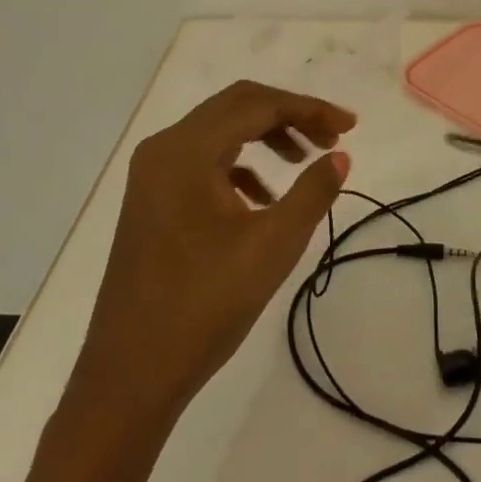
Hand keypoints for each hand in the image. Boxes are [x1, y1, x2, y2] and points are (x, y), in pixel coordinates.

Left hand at [70, 80, 356, 426]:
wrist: (130, 376)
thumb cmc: (204, 305)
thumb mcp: (273, 245)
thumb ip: (312, 192)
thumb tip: (340, 157)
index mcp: (186, 150)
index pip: (257, 105)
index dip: (309, 109)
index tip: (350, 127)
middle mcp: (164, 150)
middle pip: (236, 108)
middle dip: (289, 116)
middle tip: (332, 139)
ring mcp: (152, 176)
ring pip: (220, 133)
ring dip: (266, 137)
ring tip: (304, 162)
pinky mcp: (152, 201)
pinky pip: (204, 162)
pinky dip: (241, 166)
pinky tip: (265, 198)